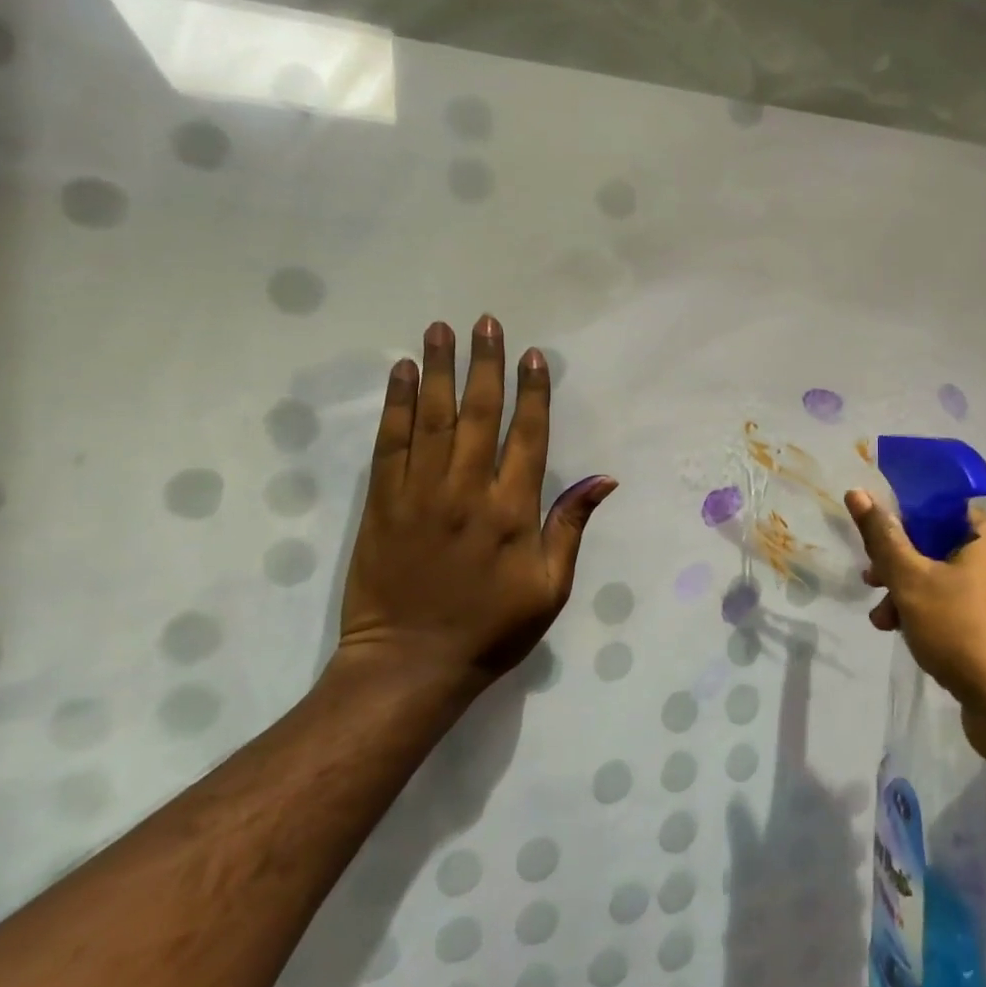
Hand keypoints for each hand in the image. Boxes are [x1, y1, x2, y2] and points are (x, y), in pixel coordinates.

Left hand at [334, 315, 616, 695]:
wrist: (410, 665)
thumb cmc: (491, 630)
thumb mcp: (550, 588)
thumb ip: (571, 527)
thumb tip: (603, 478)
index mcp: (512, 511)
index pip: (528, 436)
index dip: (533, 393)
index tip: (534, 355)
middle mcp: (467, 491)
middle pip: (479, 414)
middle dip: (486, 364)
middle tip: (487, 321)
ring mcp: (420, 493)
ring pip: (433, 418)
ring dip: (441, 369)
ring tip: (442, 329)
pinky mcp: (382, 503)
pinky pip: (391, 444)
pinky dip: (397, 405)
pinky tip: (403, 373)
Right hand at [844, 490, 985, 757]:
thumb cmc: (963, 631)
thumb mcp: (912, 580)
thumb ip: (883, 537)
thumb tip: (857, 492)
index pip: (938, 510)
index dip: (900, 523)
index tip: (873, 546)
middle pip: (938, 547)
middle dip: (899, 568)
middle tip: (871, 585)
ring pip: (945, 582)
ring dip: (908, 597)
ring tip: (883, 622)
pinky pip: (960, 609)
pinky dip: (932, 617)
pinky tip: (910, 638)